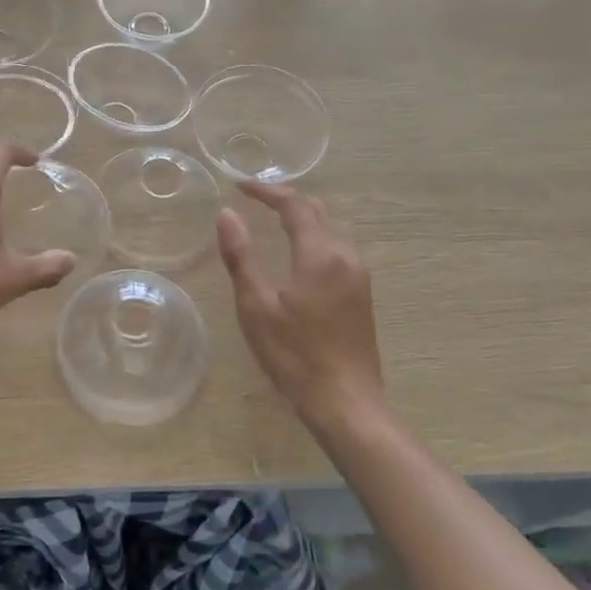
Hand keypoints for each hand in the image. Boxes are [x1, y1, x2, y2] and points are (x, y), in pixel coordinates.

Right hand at [216, 181, 382, 427]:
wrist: (346, 404)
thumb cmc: (295, 356)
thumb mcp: (256, 307)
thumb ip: (241, 257)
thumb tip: (227, 214)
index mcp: (320, 254)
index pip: (294, 205)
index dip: (266, 191)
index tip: (239, 186)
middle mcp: (346, 256)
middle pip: (317, 211)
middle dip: (286, 200)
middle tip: (255, 199)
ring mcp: (360, 275)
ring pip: (333, 228)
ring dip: (304, 216)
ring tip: (275, 220)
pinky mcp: (363, 294)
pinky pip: (341, 247)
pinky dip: (317, 236)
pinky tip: (301, 253)